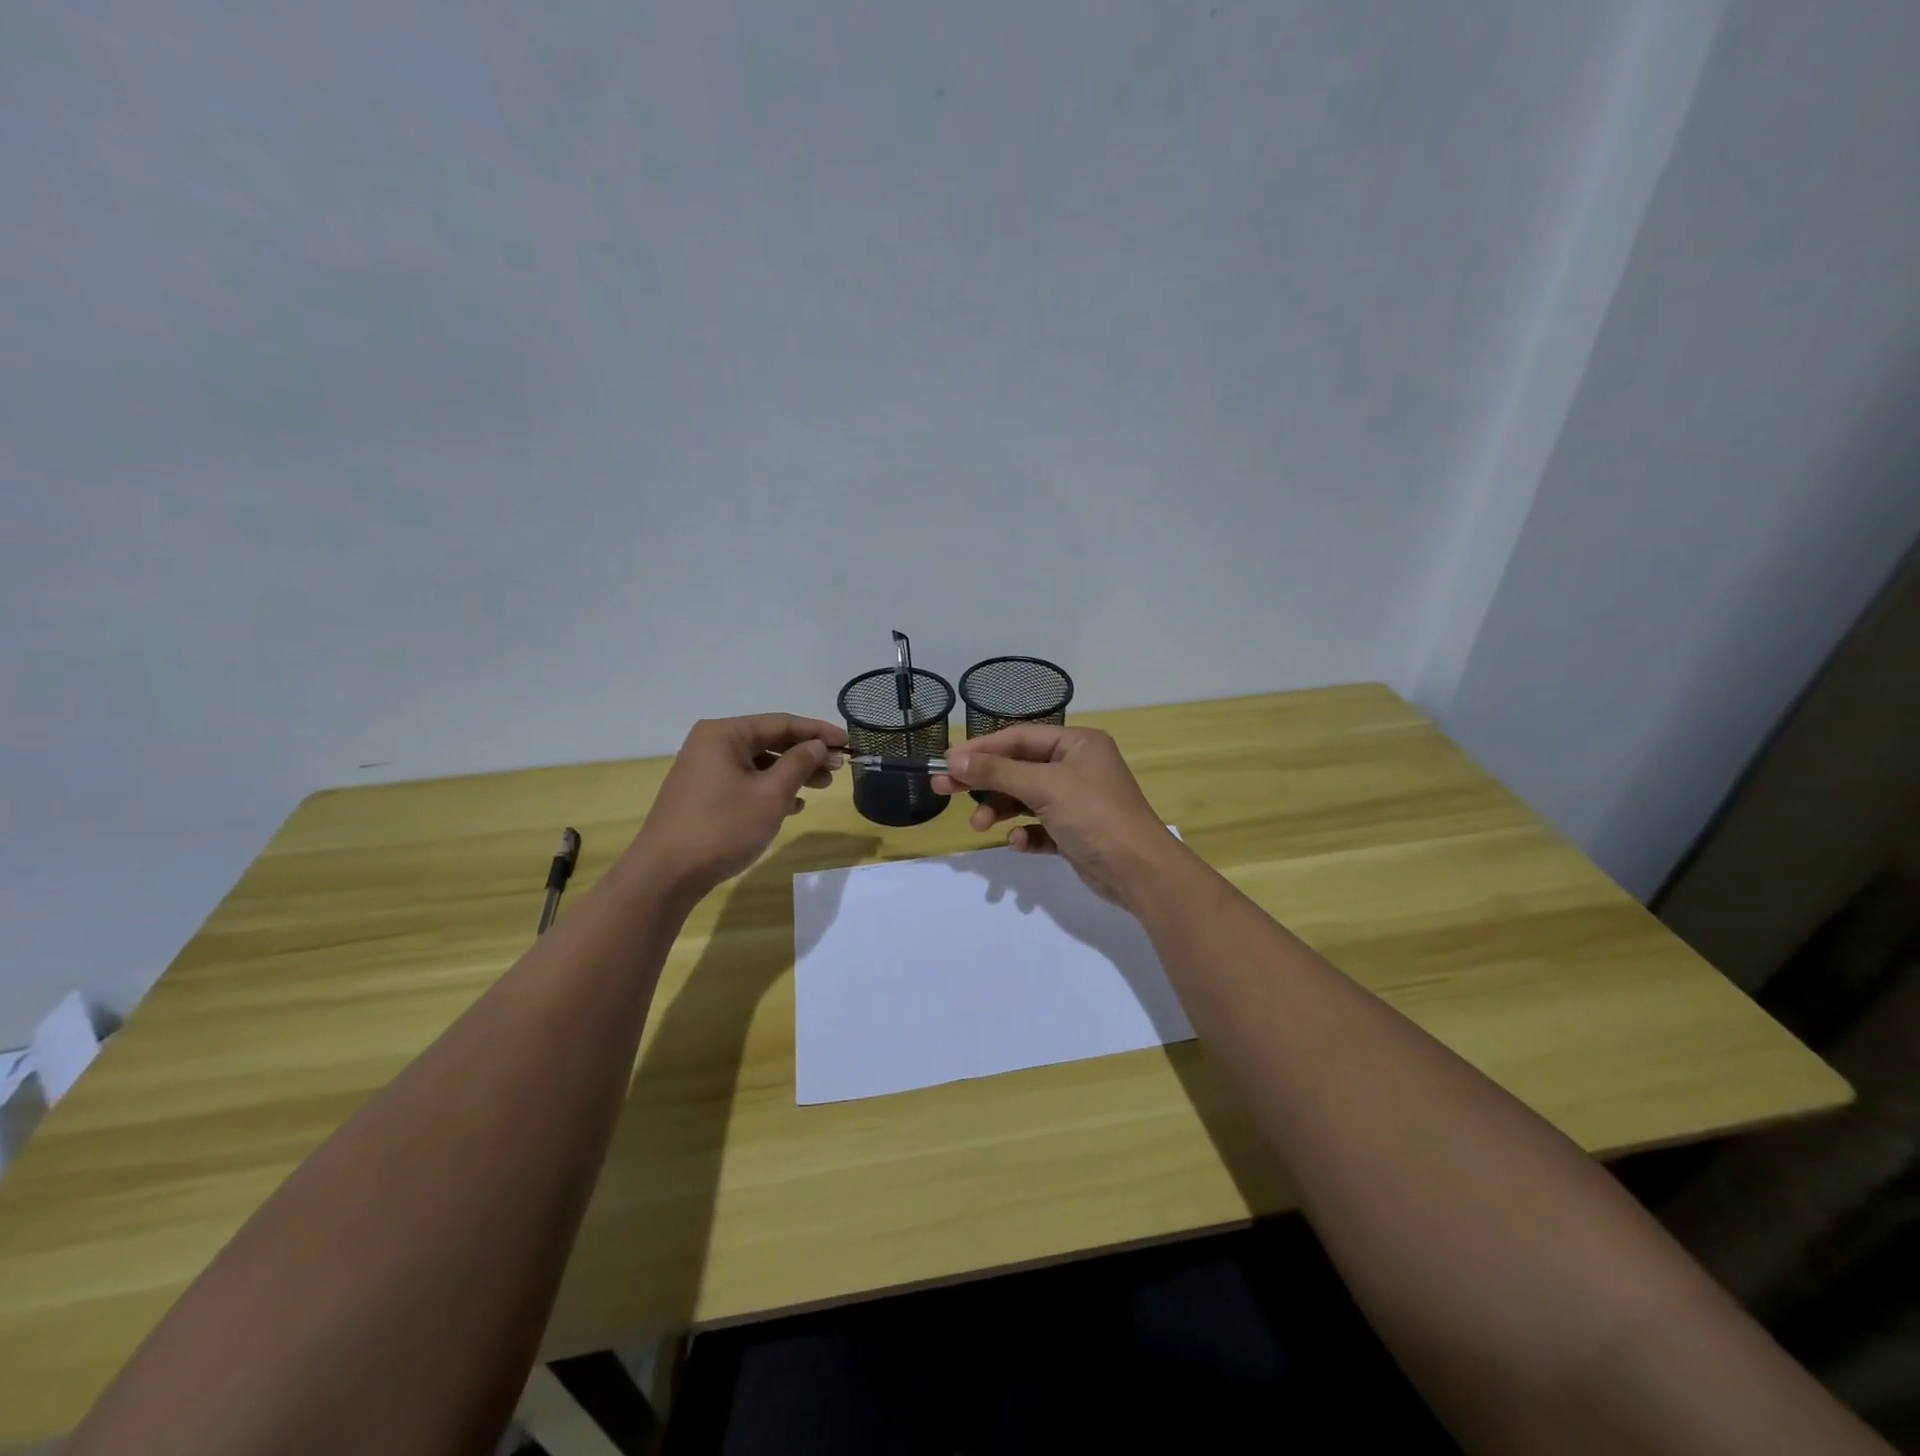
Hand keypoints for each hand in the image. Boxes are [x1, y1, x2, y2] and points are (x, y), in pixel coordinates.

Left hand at [634, 713, 848, 898]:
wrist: (666, 875)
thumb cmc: (723, 827)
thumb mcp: (771, 794)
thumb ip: (798, 764)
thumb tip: (817, 746)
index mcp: (725, 734)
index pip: (782, 723)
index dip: (818, 732)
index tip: (848, 742)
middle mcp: (711, 745)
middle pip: (769, 741)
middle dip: (806, 754)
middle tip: (838, 769)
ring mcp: (704, 771)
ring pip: (759, 764)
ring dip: (791, 773)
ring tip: (821, 787)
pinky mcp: (703, 796)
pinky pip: (745, 782)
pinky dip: (770, 789)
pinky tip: (792, 806)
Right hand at [931, 724, 1183, 905]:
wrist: (1138, 871)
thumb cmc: (1093, 815)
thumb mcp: (1043, 787)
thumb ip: (997, 772)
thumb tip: (954, 760)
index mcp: (1077, 744)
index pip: (1019, 737)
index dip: (982, 748)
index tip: (947, 762)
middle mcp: (1076, 767)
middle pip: (1018, 767)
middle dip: (983, 780)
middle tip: (943, 788)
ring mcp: (1076, 801)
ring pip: (1025, 799)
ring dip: (1000, 810)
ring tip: (980, 826)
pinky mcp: (1074, 832)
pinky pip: (1039, 827)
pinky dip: (1025, 833)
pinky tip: (1019, 842)